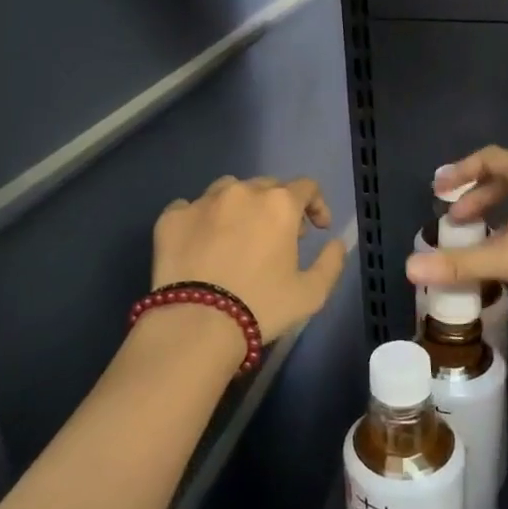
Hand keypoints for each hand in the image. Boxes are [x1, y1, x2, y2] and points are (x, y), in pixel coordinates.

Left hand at [152, 176, 347, 346]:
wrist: (196, 323)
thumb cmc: (261, 307)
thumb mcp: (312, 294)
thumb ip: (331, 263)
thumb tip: (335, 243)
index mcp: (279, 204)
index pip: (306, 187)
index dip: (316, 205)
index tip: (317, 228)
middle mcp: (241, 192)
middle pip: (267, 185)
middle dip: (278, 205)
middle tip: (279, 236)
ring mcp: (203, 201)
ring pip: (228, 189)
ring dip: (240, 205)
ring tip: (238, 233)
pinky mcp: (172, 217)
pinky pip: (190, 206)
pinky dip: (201, 218)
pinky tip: (202, 241)